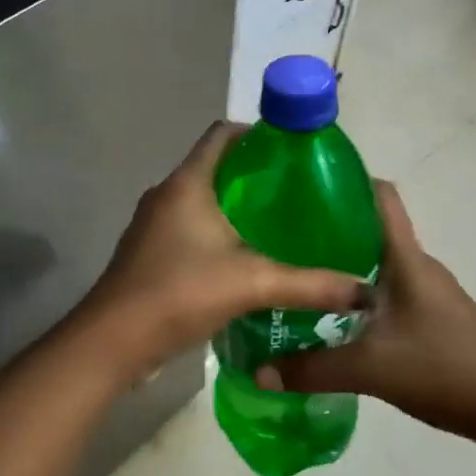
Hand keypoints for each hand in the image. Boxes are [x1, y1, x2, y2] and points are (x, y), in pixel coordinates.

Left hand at [78, 122, 372, 380]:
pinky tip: (245, 259)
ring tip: (278, 225)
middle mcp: (166, 194)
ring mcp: (153, 224)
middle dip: (253, 175)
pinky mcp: (149, 252)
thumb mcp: (252, 284)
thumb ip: (309, 285)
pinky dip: (216, 232)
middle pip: (214, 167)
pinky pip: (189, 227)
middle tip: (296, 193)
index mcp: (187, 183)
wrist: (113, 341)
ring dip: (234, 207)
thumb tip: (362, 289)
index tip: (292, 150)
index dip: (256, 133)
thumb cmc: (179, 292)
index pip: (221, 134)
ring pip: (201, 200)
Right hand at [260, 180, 475, 443]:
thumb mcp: (371, 370)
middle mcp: (419, 266)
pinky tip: (336, 318)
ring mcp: (431, 292)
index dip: (347, 181)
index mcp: (407, 259)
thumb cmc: (445, 370)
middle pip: (372, 229)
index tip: (304, 186)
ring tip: (301, 277)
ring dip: (344, 265)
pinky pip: (390, 290)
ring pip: (380, 263)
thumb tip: (258, 371)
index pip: (382, 197)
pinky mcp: (435, 316)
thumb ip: (312, 368)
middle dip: (330, 229)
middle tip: (284, 240)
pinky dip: (361, 293)